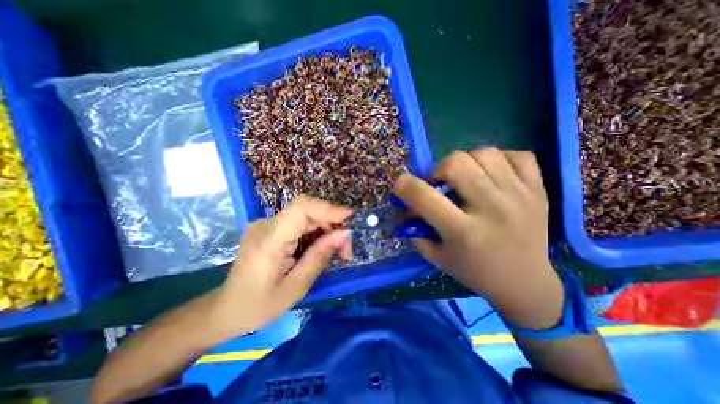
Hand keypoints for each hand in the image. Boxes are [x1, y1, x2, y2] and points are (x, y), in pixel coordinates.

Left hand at [208, 194, 353, 339]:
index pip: (300, 208)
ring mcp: (267, 225)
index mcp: (269, 240)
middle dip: (332, 226)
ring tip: (338, 253)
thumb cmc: (258, 306)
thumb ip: (319, 257)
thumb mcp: (295, 287)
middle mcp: (266, 225)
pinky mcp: (271, 229)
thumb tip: (343, 234)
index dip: (327, 207)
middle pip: (308, 212)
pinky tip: (321, 249)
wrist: (226, 309)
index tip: (350, 217)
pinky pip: (300, 224)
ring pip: (307, 217)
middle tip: (346, 250)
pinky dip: (316, 234)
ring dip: (326, 231)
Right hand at [393, 147, 561, 328]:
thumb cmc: (475, 272)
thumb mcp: (437, 256)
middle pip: (457, 163)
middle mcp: (492, 210)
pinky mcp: (539, 191)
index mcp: (463, 232)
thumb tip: (404, 207)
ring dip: (466, 162)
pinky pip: (519, 155)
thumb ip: (416, 230)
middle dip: (439, 169)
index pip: (425, 197)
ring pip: (485, 153)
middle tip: (441, 182)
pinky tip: (493, 174)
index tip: (401, 183)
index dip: (406, 185)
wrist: (526, 284)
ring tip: (466, 177)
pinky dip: (500, 159)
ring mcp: (520, 197)